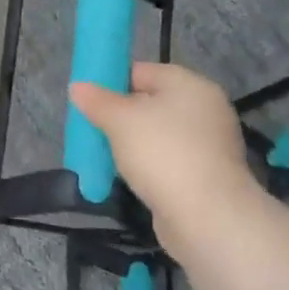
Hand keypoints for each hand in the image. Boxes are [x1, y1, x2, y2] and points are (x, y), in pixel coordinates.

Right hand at [69, 62, 262, 244]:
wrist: (207, 218)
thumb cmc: (162, 153)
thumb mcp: (119, 120)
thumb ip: (97, 101)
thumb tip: (78, 87)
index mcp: (190, 85)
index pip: (142, 71)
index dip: (112, 82)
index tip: (89, 100)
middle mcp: (205, 110)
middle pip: (152, 103)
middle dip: (121, 116)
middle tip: (93, 128)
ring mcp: (210, 145)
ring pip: (159, 135)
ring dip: (134, 144)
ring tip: (105, 156)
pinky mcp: (208, 177)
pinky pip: (169, 161)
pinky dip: (149, 167)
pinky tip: (129, 178)